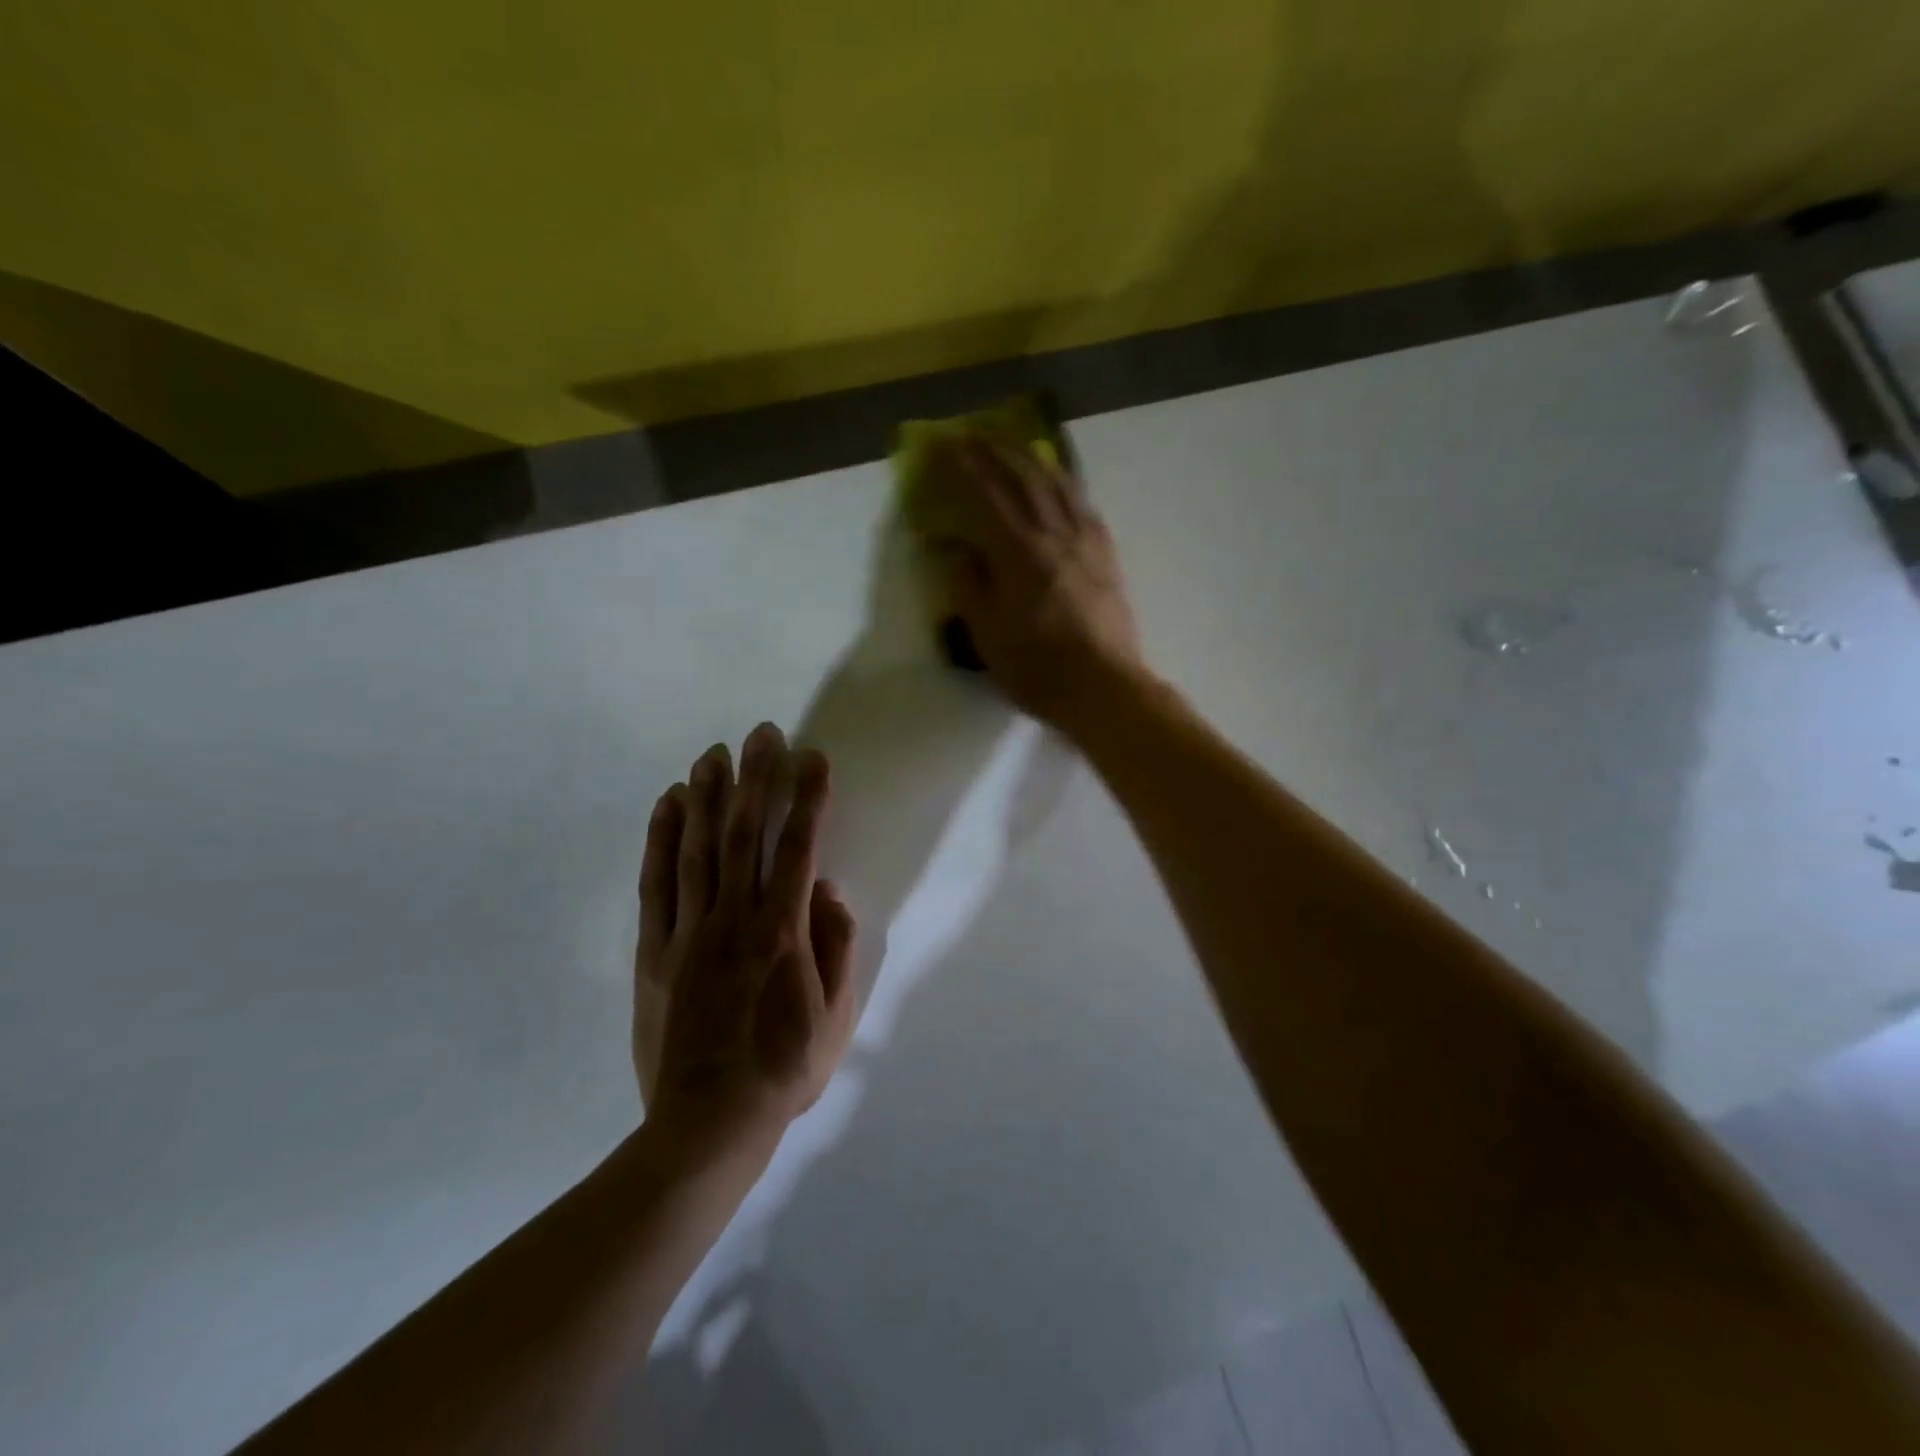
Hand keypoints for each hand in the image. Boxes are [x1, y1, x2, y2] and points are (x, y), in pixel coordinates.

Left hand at [633, 724, 856, 1159]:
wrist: (706, 1126)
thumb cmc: (783, 1071)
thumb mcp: (836, 1017)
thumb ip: (836, 947)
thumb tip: (828, 890)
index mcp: (783, 934)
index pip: (799, 849)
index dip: (808, 799)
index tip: (813, 758)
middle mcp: (735, 920)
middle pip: (744, 834)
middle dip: (755, 778)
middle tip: (760, 733)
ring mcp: (689, 932)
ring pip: (696, 848)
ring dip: (706, 796)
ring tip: (713, 754)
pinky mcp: (654, 950)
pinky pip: (656, 883)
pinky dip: (660, 839)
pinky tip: (667, 805)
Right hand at [928, 437, 1145, 731]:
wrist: (1104, 687)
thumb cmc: (1037, 668)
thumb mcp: (987, 634)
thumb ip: (968, 585)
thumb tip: (956, 549)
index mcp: (1017, 552)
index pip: (984, 495)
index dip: (961, 466)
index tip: (941, 444)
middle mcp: (1052, 534)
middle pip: (1023, 477)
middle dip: (994, 450)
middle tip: (972, 432)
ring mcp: (1085, 541)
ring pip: (1057, 483)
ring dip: (1031, 457)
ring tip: (1014, 445)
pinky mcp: (1106, 554)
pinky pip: (1082, 503)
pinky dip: (1064, 482)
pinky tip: (1058, 481)